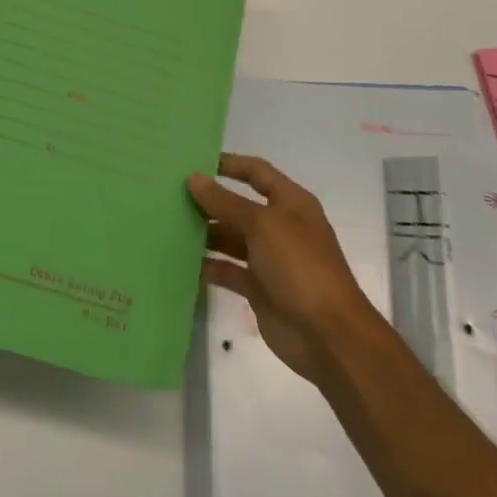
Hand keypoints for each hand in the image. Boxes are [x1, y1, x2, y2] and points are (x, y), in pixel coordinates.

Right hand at [188, 154, 377, 384]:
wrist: (327, 335)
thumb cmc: (299, 267)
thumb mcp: (262, 225)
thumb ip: (225, 202)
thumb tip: (194, 178)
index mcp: (290, 204)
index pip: (257, 173)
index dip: (229, 164)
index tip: (194, 162)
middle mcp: (280, 227)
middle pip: (239, 206)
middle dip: (209, 200)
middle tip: (169, 195)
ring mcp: (269, 259)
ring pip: (230, 238)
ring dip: (204, 232)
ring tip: (168, 225)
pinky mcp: (258, 288)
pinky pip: (228, 270)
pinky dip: (208, 265)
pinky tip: (180, 261)